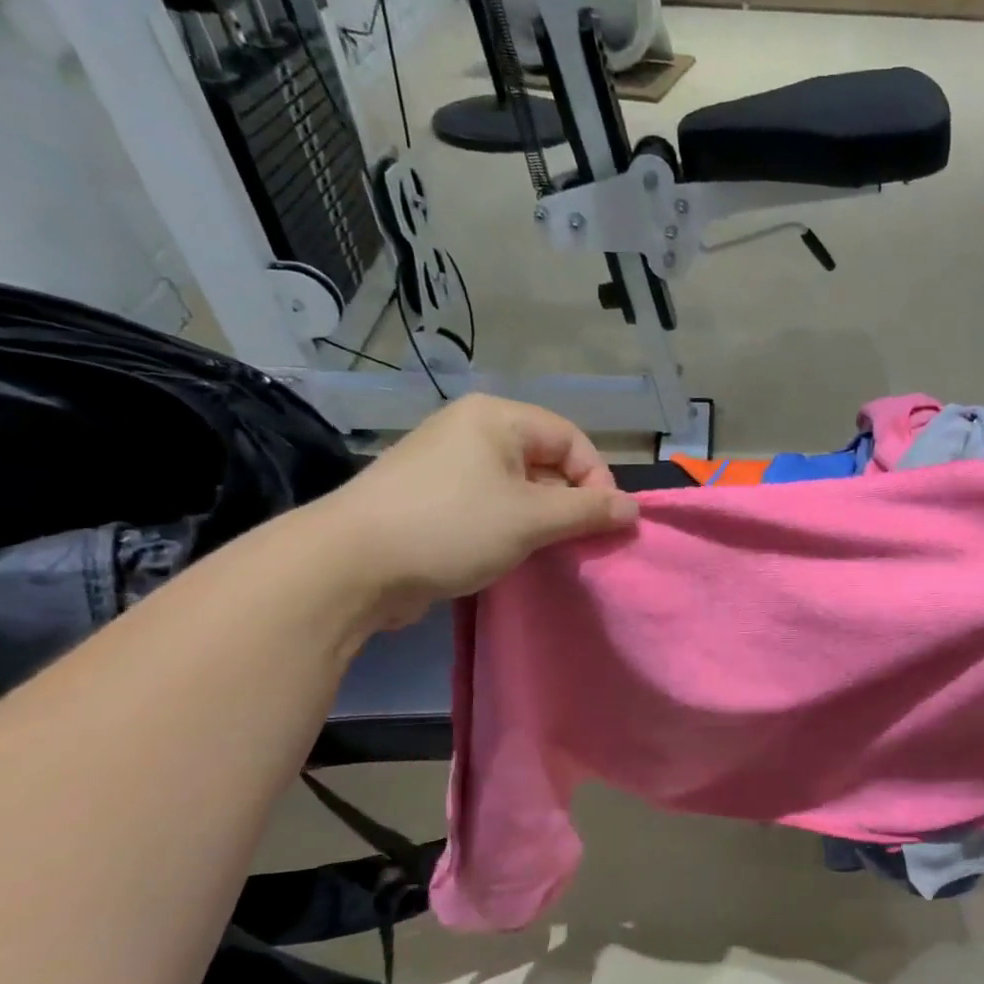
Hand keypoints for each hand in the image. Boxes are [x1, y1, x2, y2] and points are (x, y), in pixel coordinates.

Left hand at [311, 395, 637, 631]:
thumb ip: (589, 511)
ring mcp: (447, 463)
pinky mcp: (430, 496)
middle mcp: (471, 430)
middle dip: (570, 501)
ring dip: (542, 518)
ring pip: (519, 486)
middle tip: (579, 542)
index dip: (597, 479)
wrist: (350, 565)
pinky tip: (510, 553)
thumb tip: (634, 509)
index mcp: (496, 418)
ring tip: (547, 551)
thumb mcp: (533, 519)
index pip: (571, 439)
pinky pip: (489, 503)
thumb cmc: (452, 527)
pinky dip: (510, 526)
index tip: (604, 524)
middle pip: (546, 460)